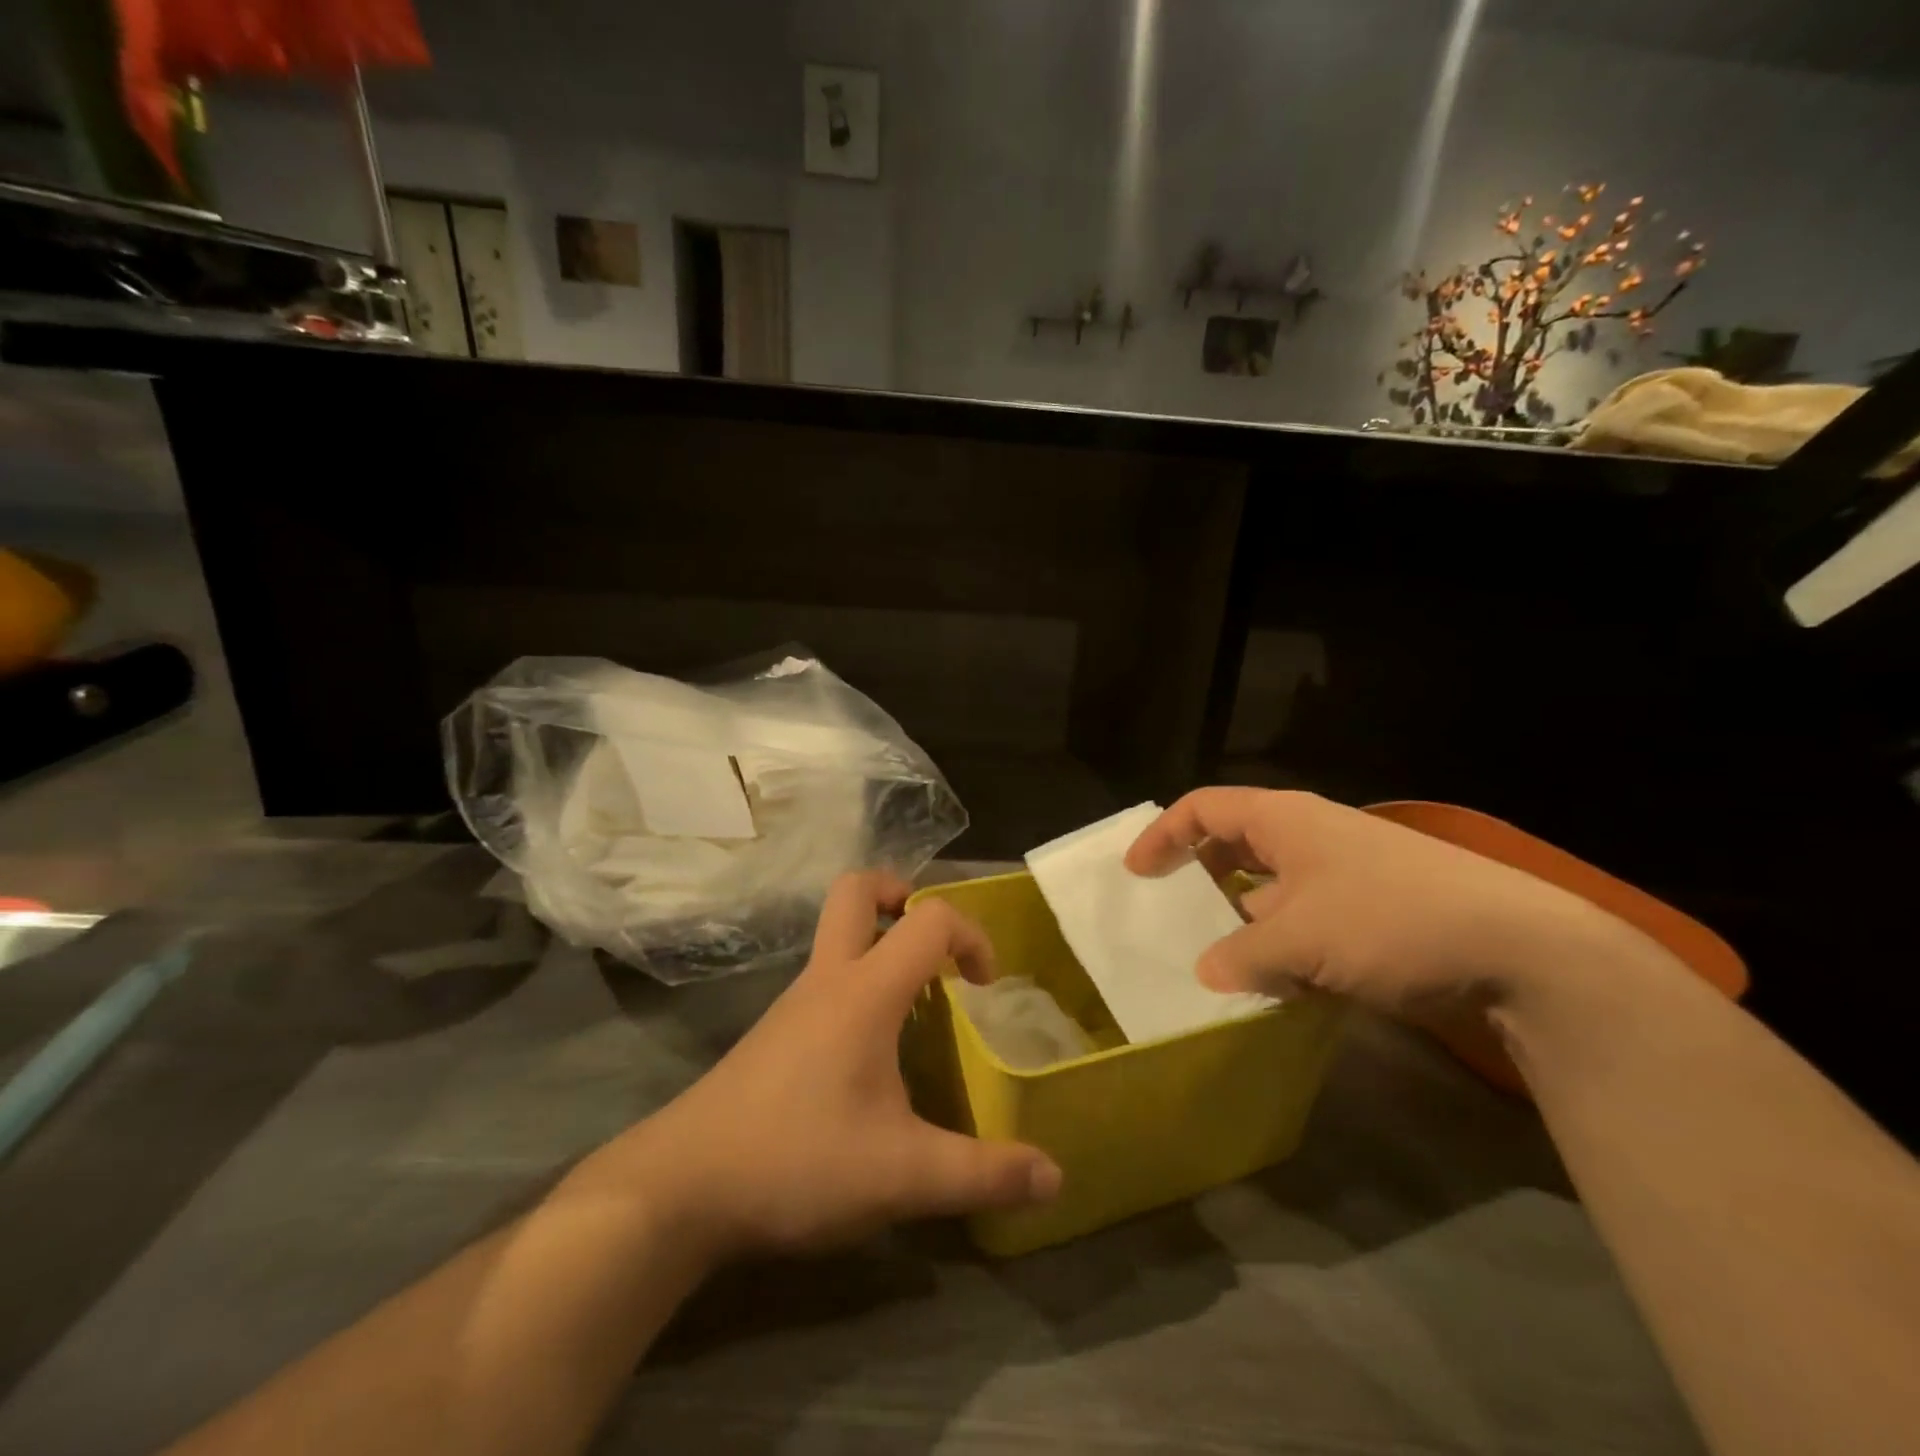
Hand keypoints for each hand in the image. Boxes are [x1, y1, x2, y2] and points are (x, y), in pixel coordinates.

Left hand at [590, 872, 1061, 1263]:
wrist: (680, 1187)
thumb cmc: (796, 1161)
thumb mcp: (902, 1175)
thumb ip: (982, 1173)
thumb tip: (1055, 1178)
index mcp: (864, 991)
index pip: (928, 919)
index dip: (971, 935)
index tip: (984, 986)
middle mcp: (827, 979)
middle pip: (857, 890)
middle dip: (902, 895)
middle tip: (934, 946)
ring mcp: (793, 1002)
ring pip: (836, 935)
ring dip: (880, 945)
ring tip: (917, 1007)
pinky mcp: (773, 1033)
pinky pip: (824, 979)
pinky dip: (857, 984)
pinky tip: (870, 1053)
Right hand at [1125, 788, 1667, 1016]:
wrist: (1520, 948)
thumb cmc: (1390, 920)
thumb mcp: (1300, 940)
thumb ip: (1242, 955)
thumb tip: (1208, 973)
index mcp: (1284, 820)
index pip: (1203, 808)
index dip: (1163, 835)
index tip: (1136, 873)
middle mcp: (1310, 836)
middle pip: (1234, 843)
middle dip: (1199, 875)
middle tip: (1169, 911)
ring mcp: (1345, 872)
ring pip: (1271, 887)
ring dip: (1241, 919)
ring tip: (1216, 958)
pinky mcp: (1373, 909)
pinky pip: (1306, 918)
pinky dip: (1281, 943)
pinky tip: (1276, 981)